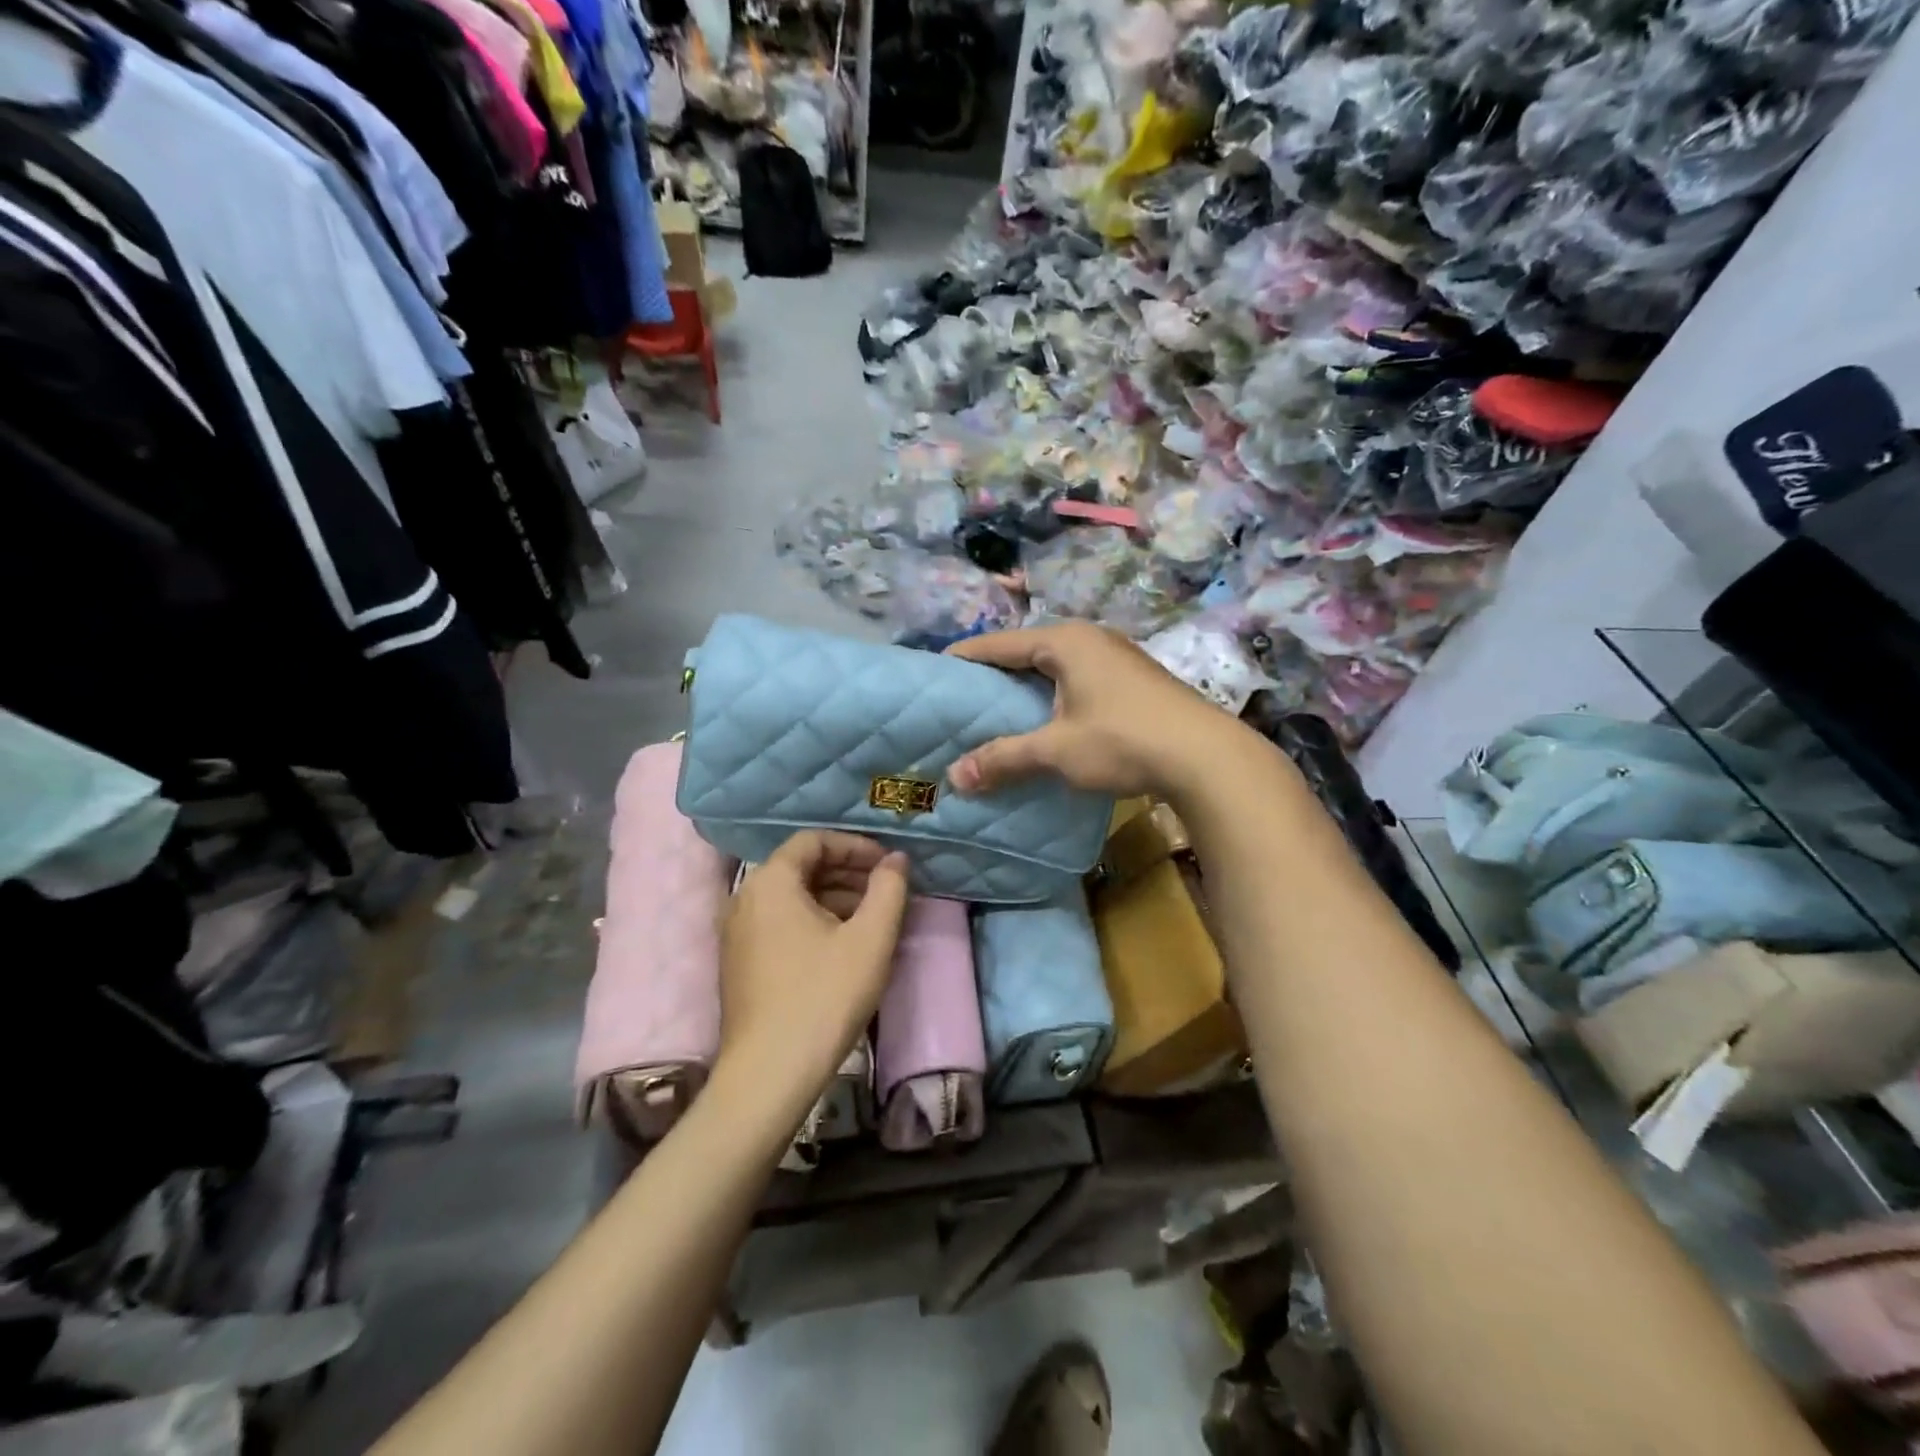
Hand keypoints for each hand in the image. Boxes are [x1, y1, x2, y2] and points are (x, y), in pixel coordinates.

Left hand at [716, 831, 909, 1123]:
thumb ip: (889, 889)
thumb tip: (897, 859)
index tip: (887, 866)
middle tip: (885, 891)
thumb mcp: (870, 939)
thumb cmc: (823, 997)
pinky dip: (813, 921)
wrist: (768, 1075)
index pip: (813, 841)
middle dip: (847, 873)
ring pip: (791, 898)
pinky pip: (779, 923)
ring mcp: (736, 933)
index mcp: (770, 882)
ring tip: (872, 920)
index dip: (855, 846)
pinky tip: (843, 947)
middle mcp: (744, 898)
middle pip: (800, 867)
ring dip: (833, 898)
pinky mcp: (739, 963)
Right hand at [946, 622, 1253, 801]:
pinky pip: (1077, 679)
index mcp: (1065, 642)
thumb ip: (1003, 759)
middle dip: (995, 674)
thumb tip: (954, 778)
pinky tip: (1046, 720)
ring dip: (1027, 687)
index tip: (934, 672)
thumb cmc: (1123, 741)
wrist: (1207, 757)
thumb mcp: (1056, 750)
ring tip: (997, 711)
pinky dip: (1054, 696)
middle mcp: (1089, 639)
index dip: (964, 658)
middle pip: (1027, 651)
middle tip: (961, 699)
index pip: (998, 644)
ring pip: (1055, 667)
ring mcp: (1116, 657)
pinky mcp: (1134, 679)